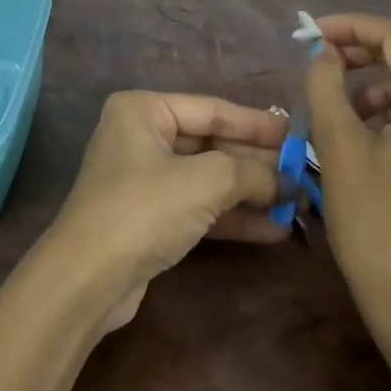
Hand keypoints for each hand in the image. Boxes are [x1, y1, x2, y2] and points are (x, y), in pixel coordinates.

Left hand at [47, 92, 289, 330]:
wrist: (87, 280)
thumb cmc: (143, 210)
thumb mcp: (204, 181)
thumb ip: (249, 172)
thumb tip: (286, 180)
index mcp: (144, 110)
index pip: (212, 110)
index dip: (257, 124)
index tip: (298, 134)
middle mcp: (141, 136)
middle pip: (212, 144)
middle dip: (256, 163)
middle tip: (303, 174)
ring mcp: (144, 179)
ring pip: (208, 178)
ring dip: (250, 193)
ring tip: (297, 204)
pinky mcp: (150, 218)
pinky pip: (199, 207)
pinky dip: (232, 217)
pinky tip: (274, 230)